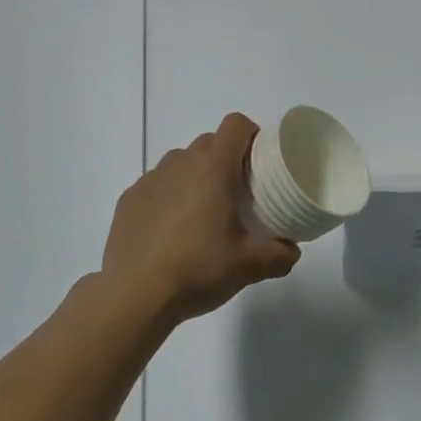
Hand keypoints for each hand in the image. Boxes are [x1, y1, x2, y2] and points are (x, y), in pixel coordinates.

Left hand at [100, 113, 300, 324]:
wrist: (134, 295)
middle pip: (209, 142)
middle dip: (226, 159)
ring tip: (201, 213)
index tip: (259, 161)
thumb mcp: (248, 267)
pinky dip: (168, 196)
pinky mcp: (128, 199)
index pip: (235, 125)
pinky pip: (156, 185)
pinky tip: (169, 231)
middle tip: (237, 193)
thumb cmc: (198, 270)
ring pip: (180, 162)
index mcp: (213, 169)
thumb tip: (292, 251)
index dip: (251, 135)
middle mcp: (180, 163)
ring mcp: (150, 179)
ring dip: (195, 175)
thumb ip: (279, 256)